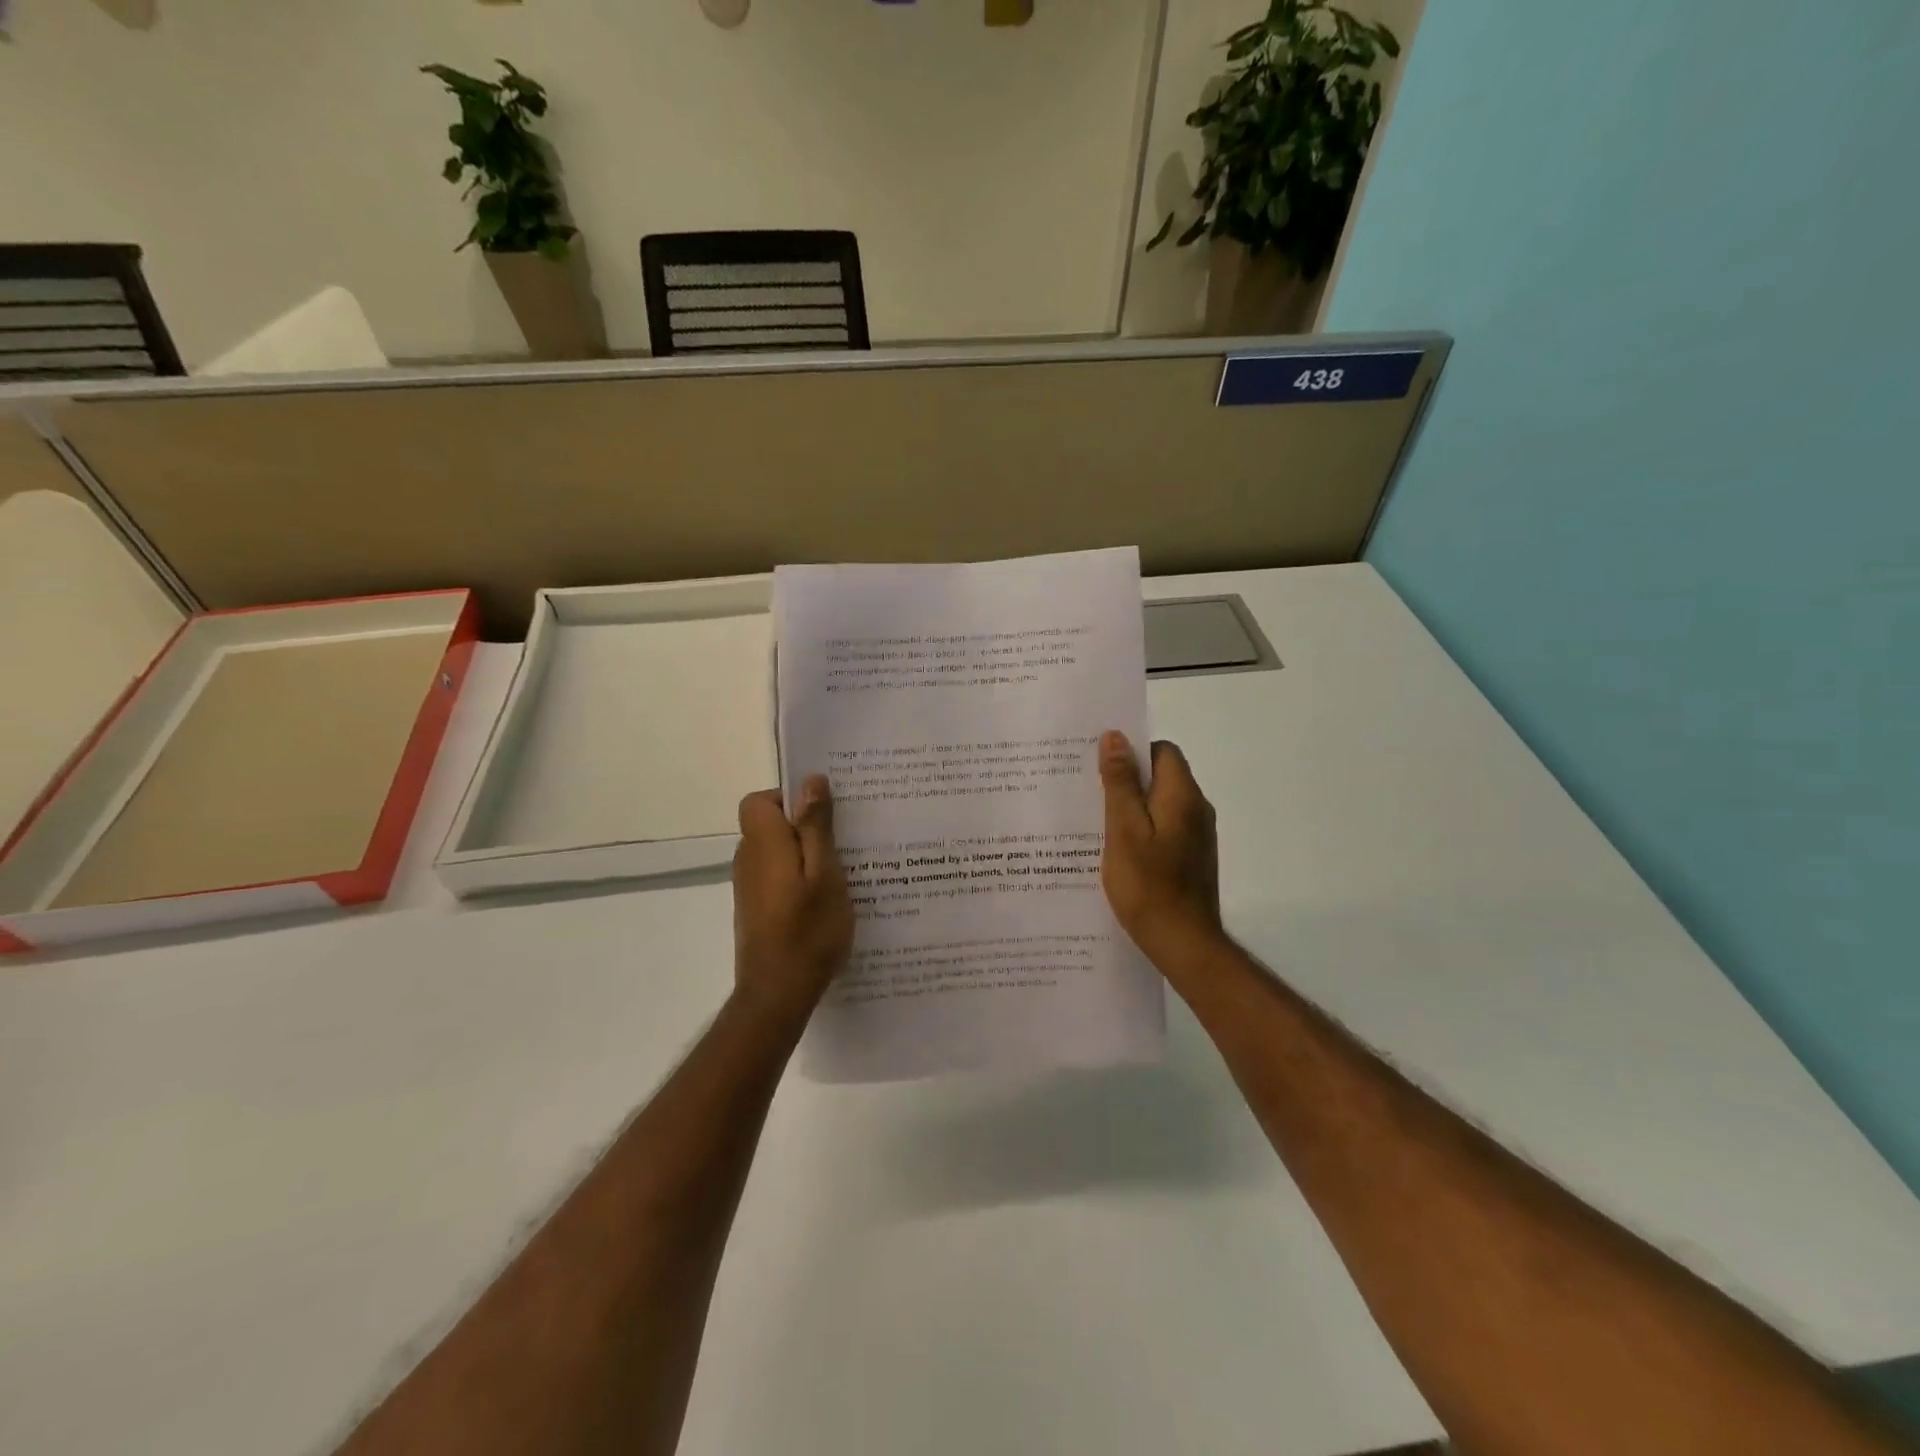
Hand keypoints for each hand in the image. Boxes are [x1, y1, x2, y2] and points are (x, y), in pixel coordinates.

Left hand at [732, 776, 854, 1023]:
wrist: (778, 994)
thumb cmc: (808, 931)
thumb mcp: (825, 873)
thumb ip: (815, 826)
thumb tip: (810, 780)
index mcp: (763, 844)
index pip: (759, 801)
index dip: (789, 799)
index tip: (822, 815)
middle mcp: (748, 860)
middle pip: (769, 824)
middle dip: (804, 826)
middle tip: (844, 842)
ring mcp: (749, 887)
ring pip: (775, 852)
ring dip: (804, 854)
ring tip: (842, 871)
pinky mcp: (755, 909)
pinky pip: (776, 876)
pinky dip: (798, 878)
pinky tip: (826, 899)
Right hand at [1099, 731, 1224, 968]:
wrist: (1183, 943)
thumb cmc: (1148, 884)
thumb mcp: (1124, 829)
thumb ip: (1120, 783)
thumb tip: (1116, 737)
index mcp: (1182, 795)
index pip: (1162, 751)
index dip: (1131, 751)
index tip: (1098, 765)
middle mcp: (1196, 809)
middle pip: (1161, 776)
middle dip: (1126, 778)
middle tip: (1088, 791)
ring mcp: (1196, 835)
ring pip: (1160, 803)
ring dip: (1131, 805)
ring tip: (1094, 820)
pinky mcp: (1190, 857)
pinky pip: (1163, 827)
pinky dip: (1141, 829)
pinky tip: (1115, 848)